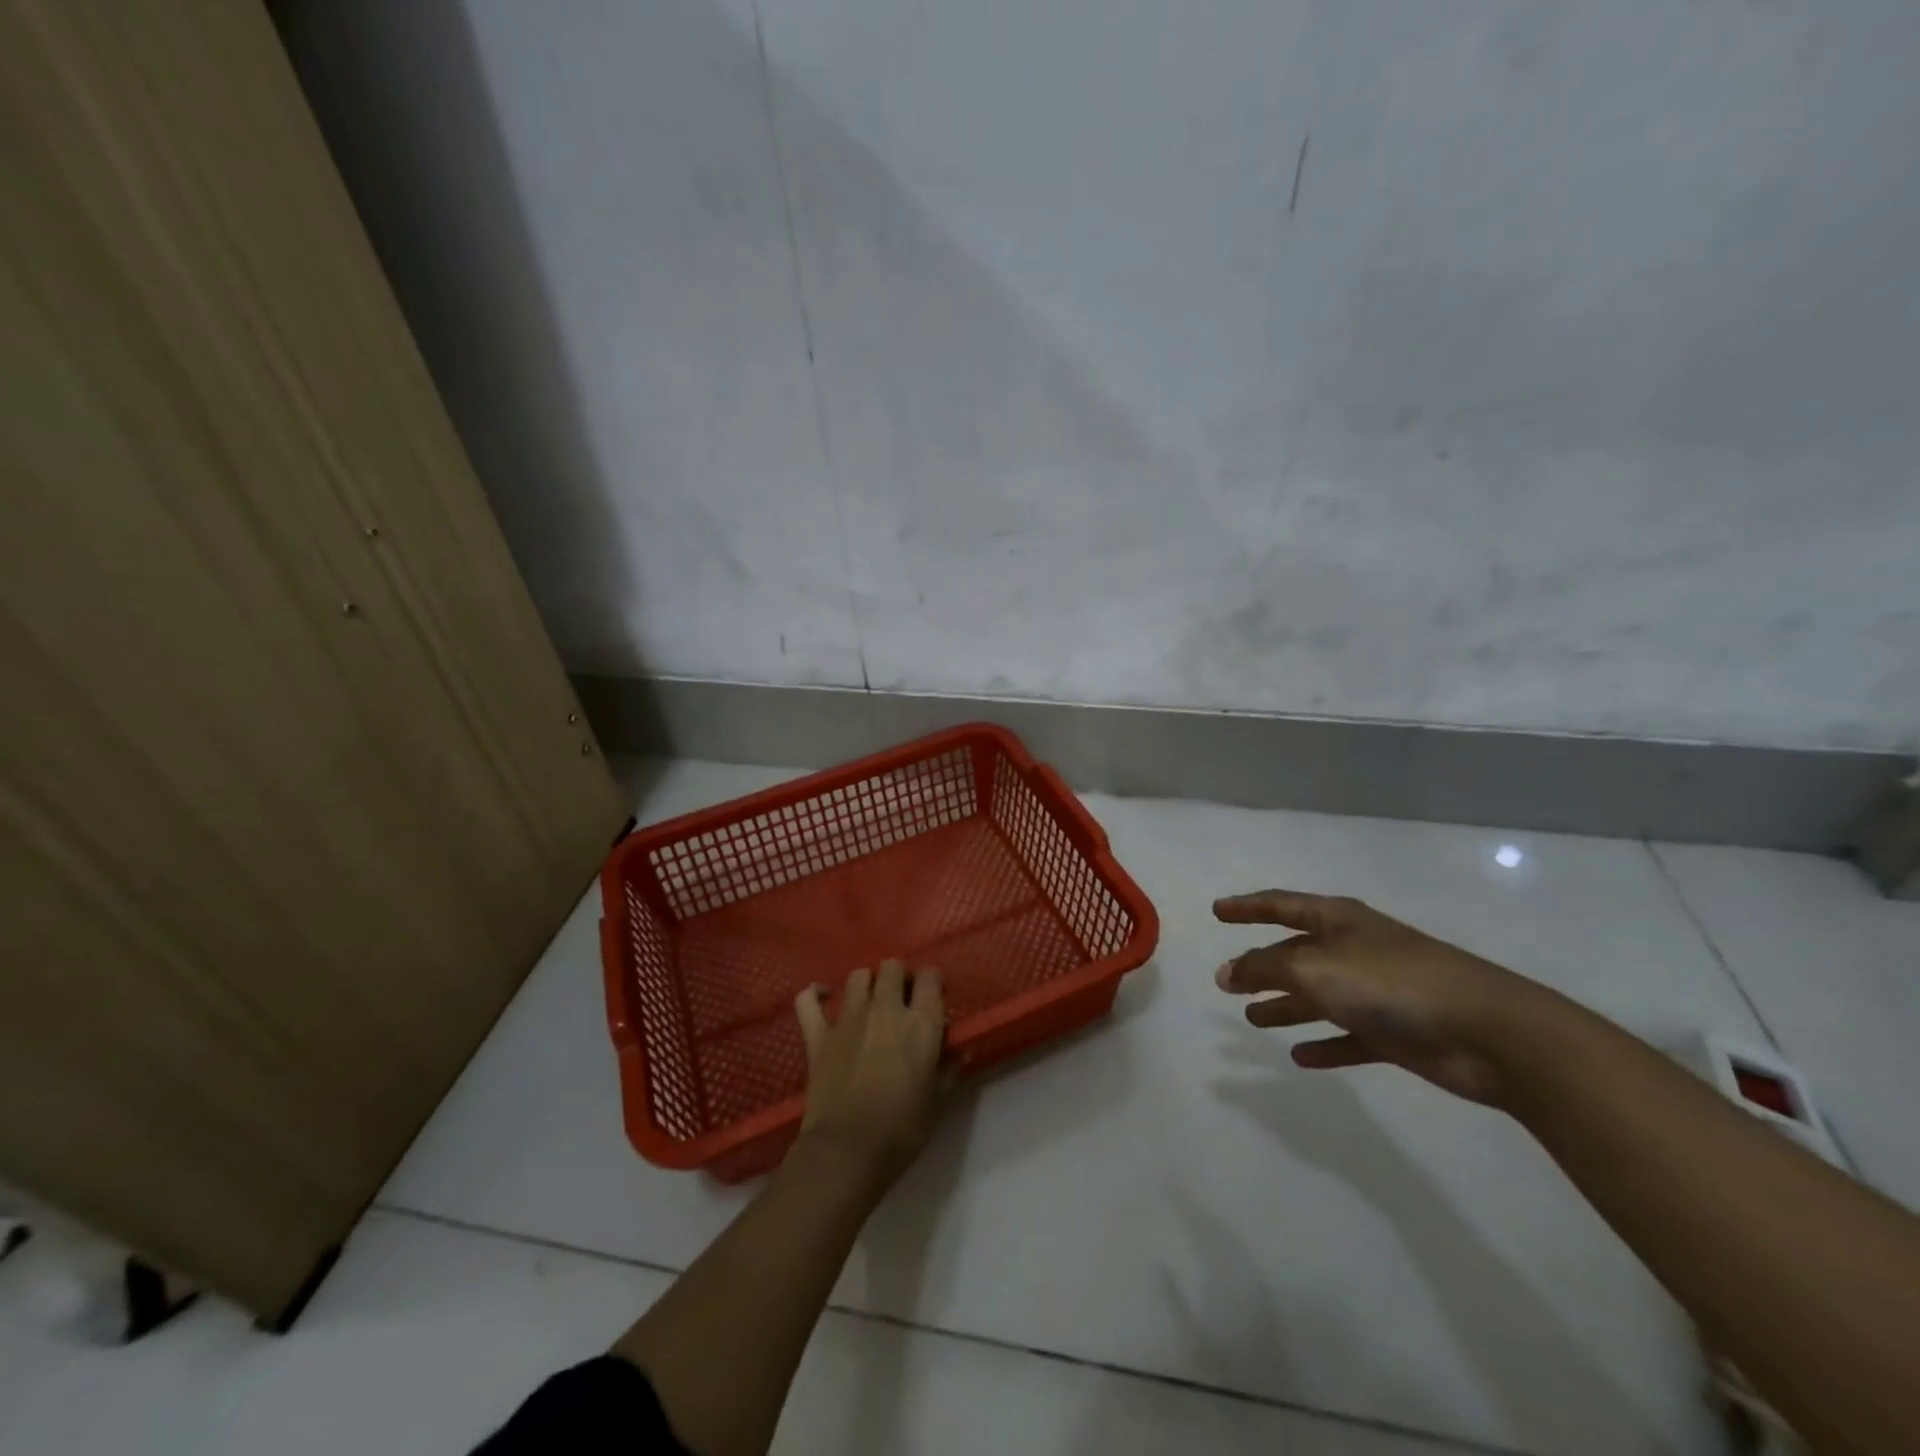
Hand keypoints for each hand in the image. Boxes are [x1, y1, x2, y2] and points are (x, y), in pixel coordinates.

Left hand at [793, 961, 948, 1185]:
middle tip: (901, 1000)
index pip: (930, 977)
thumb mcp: (938, 1102)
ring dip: (866, 983)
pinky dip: (814, 995)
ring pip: (858, 976)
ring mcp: (848, 1018)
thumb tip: (960, 1051)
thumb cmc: (901, 1130)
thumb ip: (949, 1069)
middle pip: (892, 967)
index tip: (933, 997)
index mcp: (921, 1023)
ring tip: (869, 1002)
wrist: (847, 1153)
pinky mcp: (818, 1034)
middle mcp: (885, 1009)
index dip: (932, 982)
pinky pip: (808, 1001)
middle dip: (898, 977)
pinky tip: (822, 999)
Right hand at [1214, 890, 1552, 1105]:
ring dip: (1286, 1006)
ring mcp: (1377, 991)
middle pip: (1297, 953)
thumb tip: (1225, 972)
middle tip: (1227, 981)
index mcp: (1337, 921)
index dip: (1246, 907)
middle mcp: (1354, 950)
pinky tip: (1300, 1058)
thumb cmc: (1390, 983)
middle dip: (1261, 966)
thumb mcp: (1313, 968)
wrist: (1488, 1032)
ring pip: (1319, 996)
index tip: (1217, 912)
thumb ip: (1263, 968)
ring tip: (1252, 1019)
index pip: (1280, 905)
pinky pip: (1349, 1036)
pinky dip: (1324, 1044)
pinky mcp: (1397, 1033)